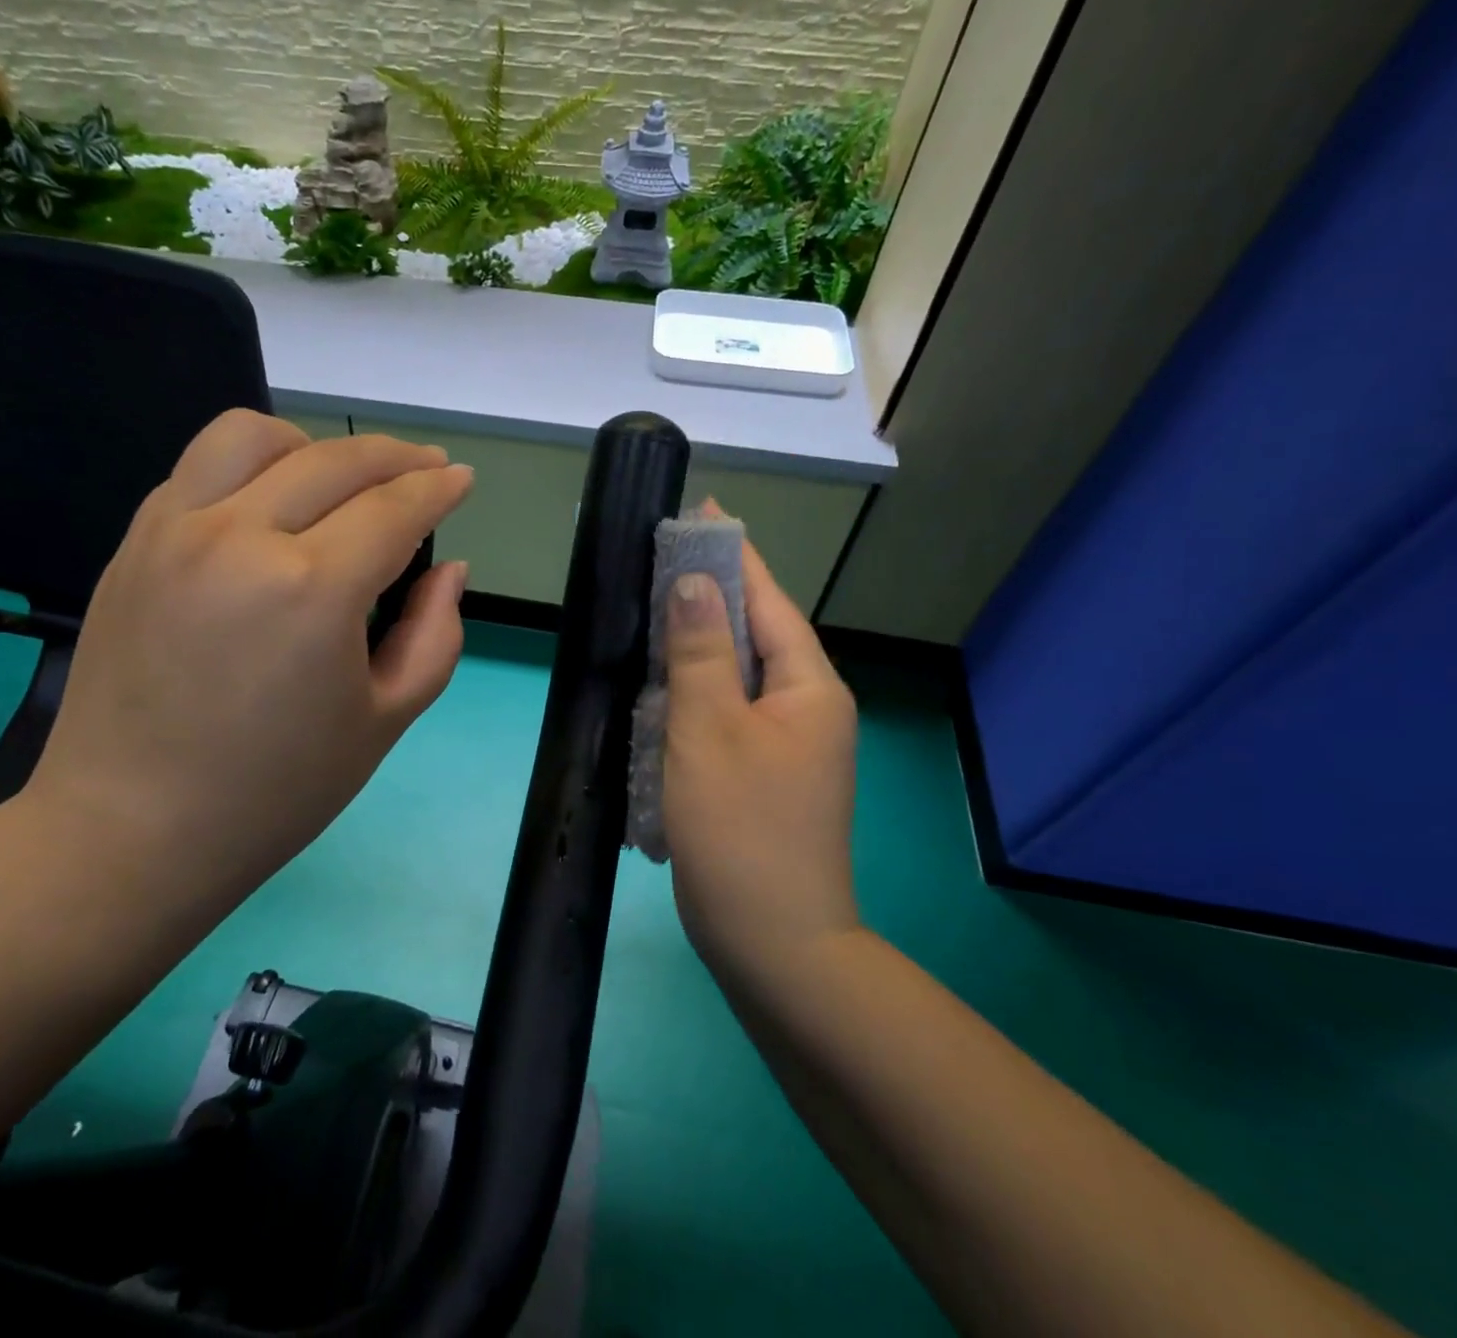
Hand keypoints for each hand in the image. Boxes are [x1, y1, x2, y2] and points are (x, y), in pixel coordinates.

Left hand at [26, 410, 473, 921]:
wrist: (130, 829)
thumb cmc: (275, 791)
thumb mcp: (385, 721)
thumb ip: (435, 635)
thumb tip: (450, 569)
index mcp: (313, 590)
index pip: (394, 509)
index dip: (438, 489)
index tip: (462, 480)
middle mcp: (241, 537)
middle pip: (337, 461)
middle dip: (397, 457)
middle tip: (427, 468)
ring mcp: (176, 531)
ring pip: (255, 436)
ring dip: (315, 446)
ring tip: (342, 478)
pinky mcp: (135, 542)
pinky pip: (201, 467)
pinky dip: (253, 466)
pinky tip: (273, 503)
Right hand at [661, 513, 861, 984]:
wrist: (772, 942)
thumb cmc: (740, 828)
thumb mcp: (710, 729)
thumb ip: (701, 650)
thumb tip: (694, 580)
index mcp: (808, 687)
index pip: (768, 600)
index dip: (733, 554)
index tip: (699, 513)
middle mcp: (806, 708)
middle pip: (753, 635)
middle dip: (708, 598)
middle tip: (655, 563)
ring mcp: (785, 745)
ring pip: (735, 676)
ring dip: (695, 649)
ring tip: (649, 614)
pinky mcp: (760, 775)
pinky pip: (724, 715)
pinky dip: (691, 696)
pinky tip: (656, 690)